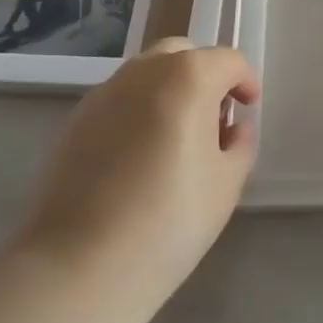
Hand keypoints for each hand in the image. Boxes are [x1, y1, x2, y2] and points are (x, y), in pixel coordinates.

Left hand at [16, 39, 260, 311]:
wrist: (76, 268)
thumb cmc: (167, 222)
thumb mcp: (226, 186)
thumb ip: (240, 146)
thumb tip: (233, 130)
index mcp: (188, 77)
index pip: (228, 61)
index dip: (245, 81)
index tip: (248, 110)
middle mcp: (144, 71)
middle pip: (183, 55)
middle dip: (204, 77)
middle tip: (212, 119)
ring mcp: (104, 93)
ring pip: (147, 75)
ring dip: (168, 92)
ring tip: (174, 140)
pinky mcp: (74, 121)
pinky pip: (118, 101)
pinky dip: (136, 113)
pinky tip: (136, 159)